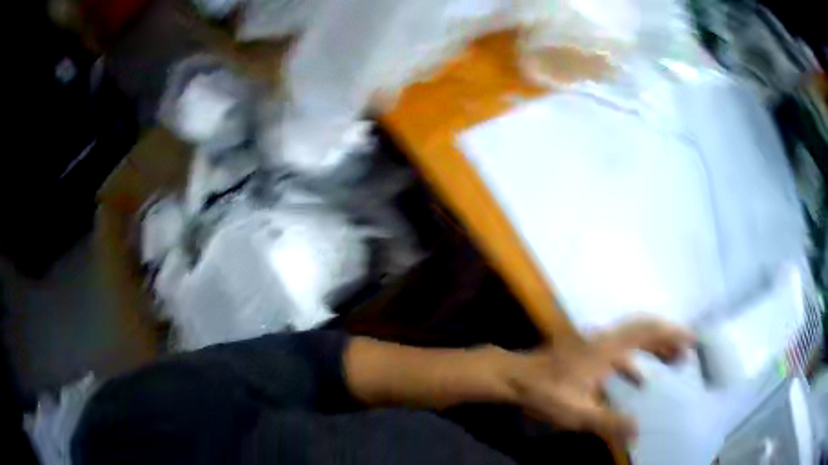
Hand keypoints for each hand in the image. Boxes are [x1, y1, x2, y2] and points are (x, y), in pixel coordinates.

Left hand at [504, 319, 694, 442]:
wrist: (515, 377)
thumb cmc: (544, 393)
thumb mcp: (576, 413)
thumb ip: (607, 422)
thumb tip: (638, 431)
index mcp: (607, 349)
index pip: (647, 332)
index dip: (671, 334)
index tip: (691, 339)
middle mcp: (605, 340)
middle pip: (644, 330)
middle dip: (668, 339)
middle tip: (686, 353)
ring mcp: (596, 344)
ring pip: (634, 339)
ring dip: (655, 347)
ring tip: (673, 361)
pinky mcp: (589, 352)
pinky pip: (621, 351)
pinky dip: (636, 360)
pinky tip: (640, 380)